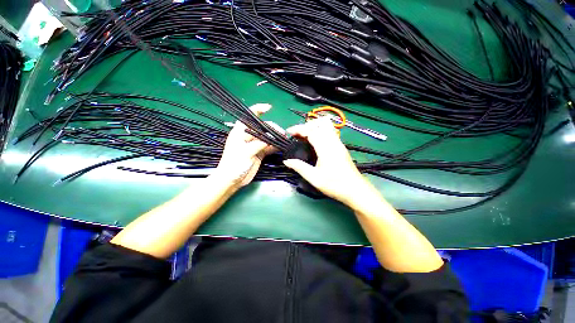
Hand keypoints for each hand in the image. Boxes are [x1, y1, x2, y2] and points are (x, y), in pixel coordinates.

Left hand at [212, 103, 279, 189]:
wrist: (232, 180)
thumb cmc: (235, 164)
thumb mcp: (247, 152)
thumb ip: (260, 143)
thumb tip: (272, 137)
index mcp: (240, 132)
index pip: (249, 117)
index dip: (258, 110)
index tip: (269, 108)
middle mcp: (247, 137)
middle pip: (261, 128)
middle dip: (272, 128)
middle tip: (282, 133)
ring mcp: (253, 145)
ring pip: (266, 138)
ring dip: (275, 138)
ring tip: (284, 139)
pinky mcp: (258, 153)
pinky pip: (268, 147)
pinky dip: (274, 147)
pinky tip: (280, 146)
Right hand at [283, 117, 375, 205]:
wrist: (355, 190)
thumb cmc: (335, 185)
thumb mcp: (314, 178)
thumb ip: (299, 167)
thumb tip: (286, 161)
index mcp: (326, 148)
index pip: (311, 130)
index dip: (298, 129)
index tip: (289, 132)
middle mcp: (333, 141)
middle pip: (320, 123)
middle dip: (306, 125)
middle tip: (297, 135)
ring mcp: (338, 143)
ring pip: (326, 125)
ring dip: (314, 127)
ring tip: (304, 137)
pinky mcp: (341, 146)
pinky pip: (329, 132)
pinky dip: (319, 131)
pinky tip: (314, 142)